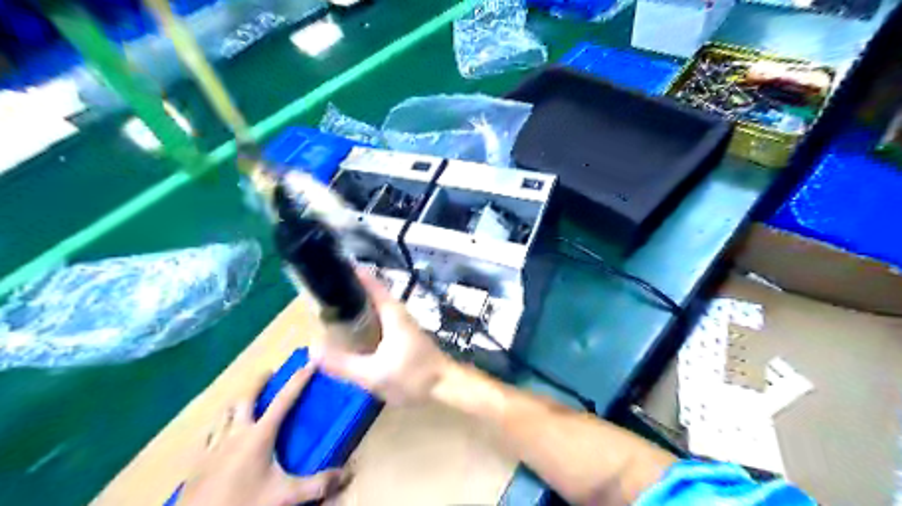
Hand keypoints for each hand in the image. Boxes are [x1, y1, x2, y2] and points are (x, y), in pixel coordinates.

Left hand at [177, 366, 347, 503]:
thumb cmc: (244, 504)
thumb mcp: (285, 496)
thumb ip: (317, 484)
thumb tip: (347, 473)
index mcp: (259, 435)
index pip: (284, 400)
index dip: (299, 380)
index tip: (310, 362)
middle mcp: (236, 433)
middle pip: (246, 397)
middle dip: (259, 381)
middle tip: (270, 372)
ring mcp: (213, 446)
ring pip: (225, 413)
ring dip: (237, 401)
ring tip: (245, 400)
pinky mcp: (197, 462)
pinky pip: (209, 434)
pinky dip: (219, 425)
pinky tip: (219, 432)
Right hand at [313, 271, 455, 404]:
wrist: (446, 386)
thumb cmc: (413, 376)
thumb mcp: (373, 374)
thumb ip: (343, 363)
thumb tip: (312, 349)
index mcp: (391, 312)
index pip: (370, 282)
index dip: (350, 273)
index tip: (329, 268)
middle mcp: (397, 311)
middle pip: (369, 293)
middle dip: (346, 291)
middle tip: (319, 294)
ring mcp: (401, 322)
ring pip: (373, 307)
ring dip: (354, 306)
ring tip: (328, 310)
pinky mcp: (403, 334)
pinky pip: (378, 320)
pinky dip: (362, 320)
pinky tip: (350, 333)